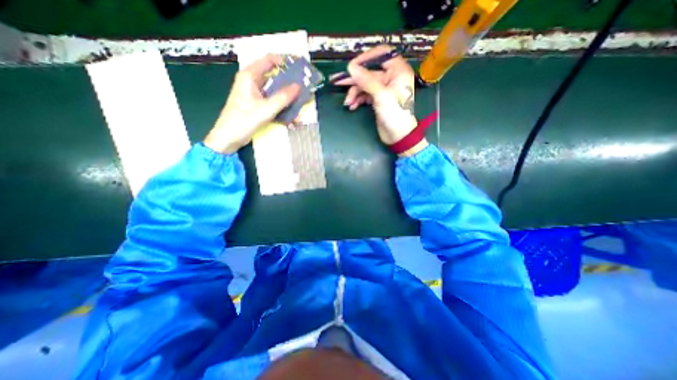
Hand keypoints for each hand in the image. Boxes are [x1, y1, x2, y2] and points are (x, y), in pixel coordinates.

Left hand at [203, 54, 301, 154]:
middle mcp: (253, 82)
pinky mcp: (258, 105)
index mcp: (250, 76)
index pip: (269, 60)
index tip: (300, 68)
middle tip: (304, 87)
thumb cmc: (244, 120)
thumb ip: (283, 97)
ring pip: (275, 91)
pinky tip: (292, 117)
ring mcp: (255, 94)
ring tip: (301, 103)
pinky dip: (283, 107)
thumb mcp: (266, 109)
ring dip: (288, 98)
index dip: (285, 62)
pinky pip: (274, 102)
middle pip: (274, 76)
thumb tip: (299, 87)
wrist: (229, 138)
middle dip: (290, 82)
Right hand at [333, 44, 426, 154]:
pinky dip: (357, 99)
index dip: (366, 58)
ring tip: (348, 103)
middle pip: (369, 71)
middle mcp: (391, 77)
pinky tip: (352, 106)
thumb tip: (351, 67)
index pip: (382, 54)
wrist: (398, 136)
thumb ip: (366, 80)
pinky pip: (364, 95)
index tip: (352, 66)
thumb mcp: (381, 96)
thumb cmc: (395, 115)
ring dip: (354, 92)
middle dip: (354, 79)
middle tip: (337, 81)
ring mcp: (383, 89)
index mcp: (398, 71)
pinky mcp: (377, 99)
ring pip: (364, 85)